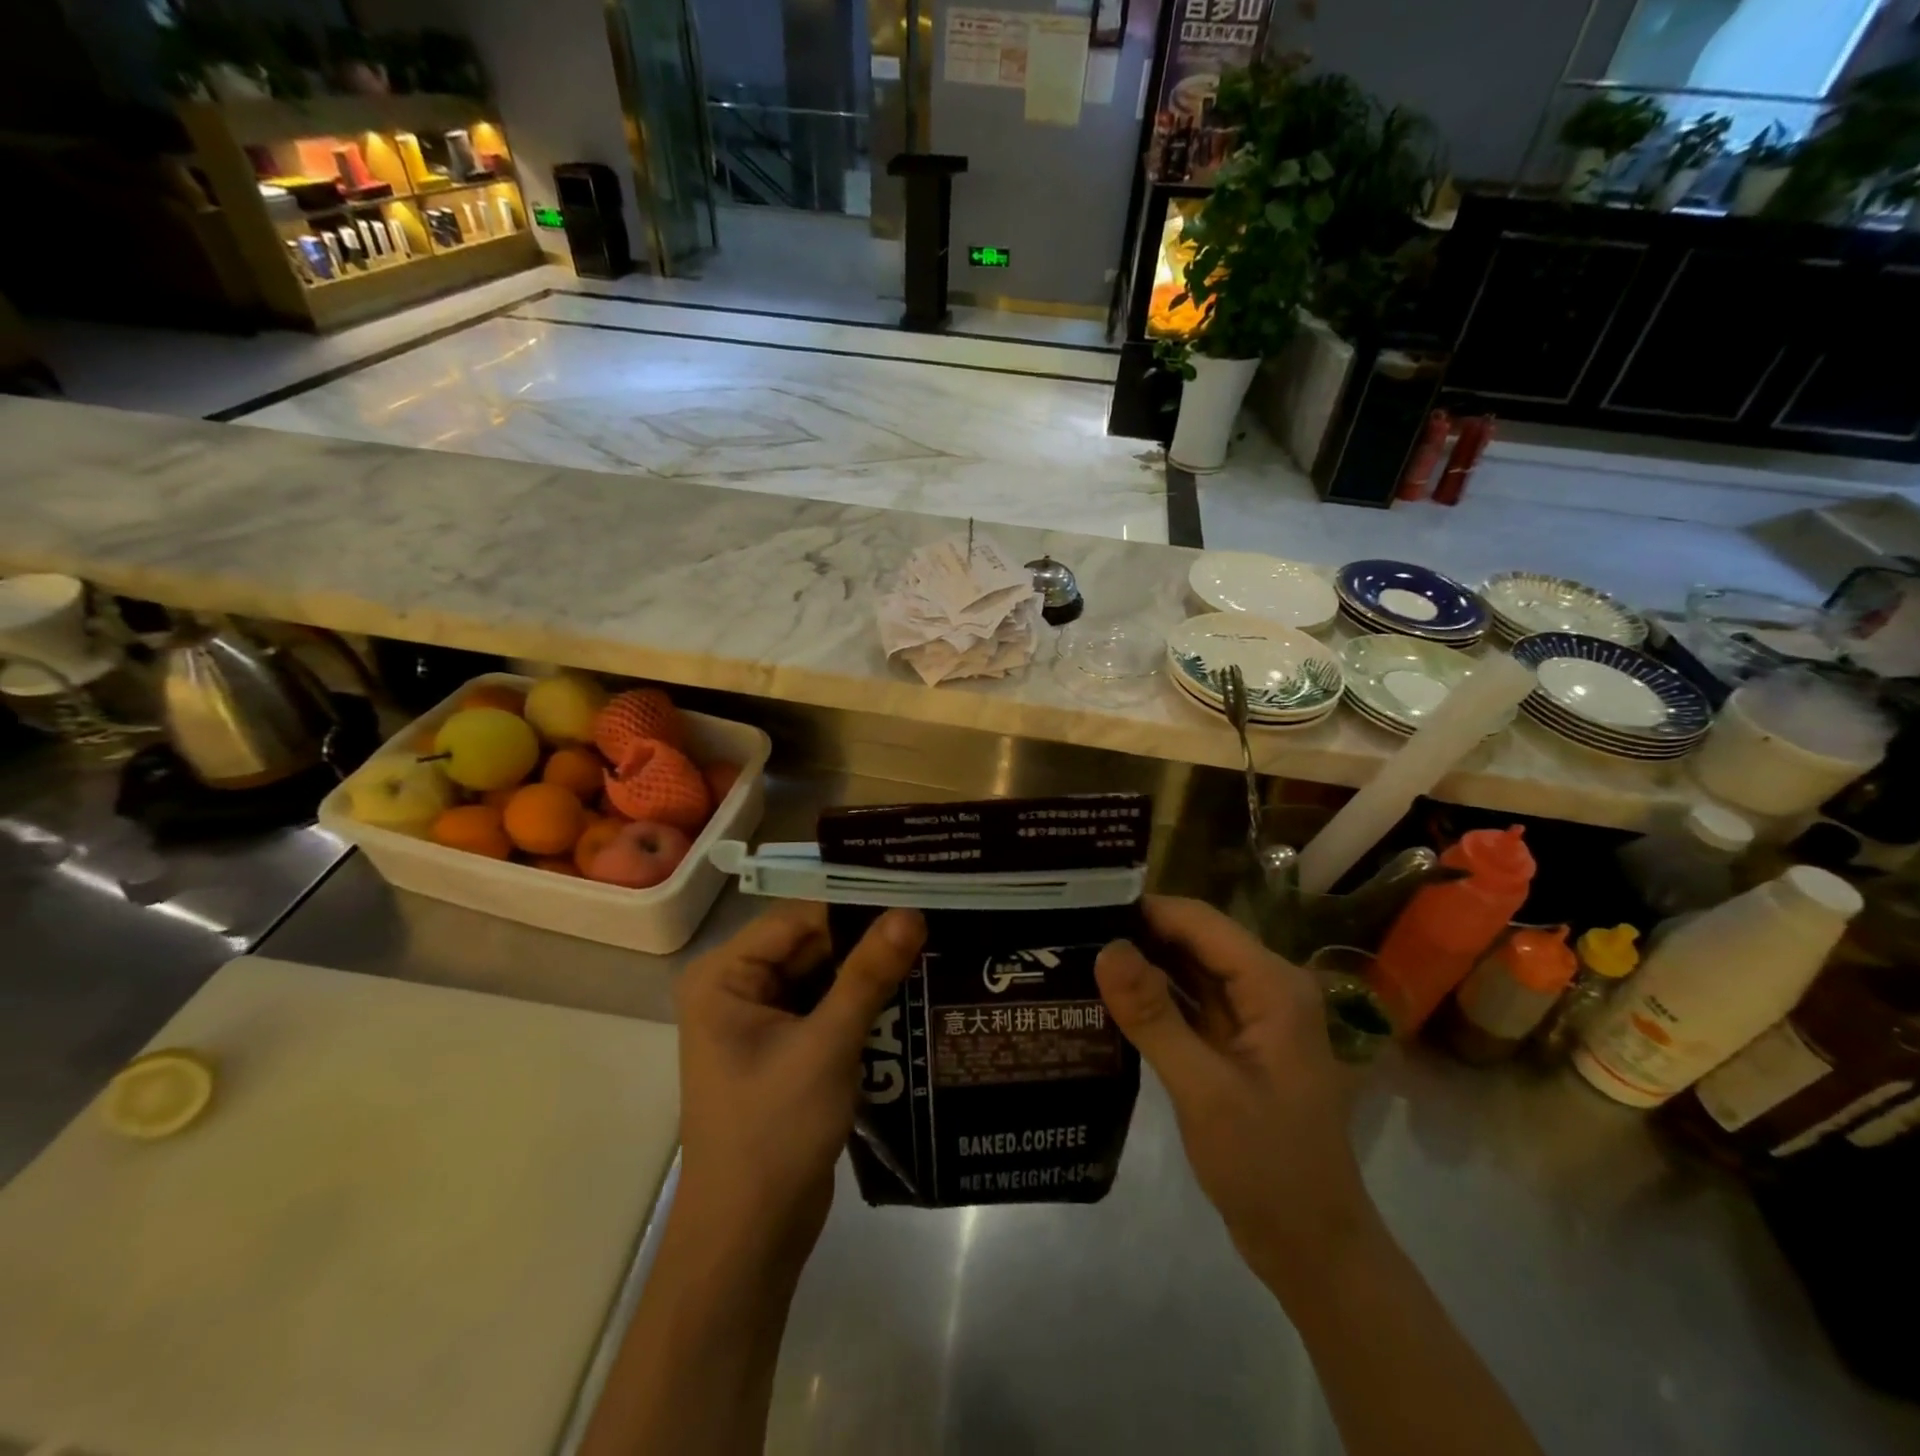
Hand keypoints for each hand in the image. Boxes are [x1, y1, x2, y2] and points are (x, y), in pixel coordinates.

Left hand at [673, 900, 926, 1271]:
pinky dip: (862, 1002)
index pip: (798, 918)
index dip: (855, 906)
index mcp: (725, 976)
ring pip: (824, 975)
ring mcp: (761, 1020)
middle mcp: (737, 987)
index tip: (915, 896)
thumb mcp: (827, 1045)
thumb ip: (868, 975)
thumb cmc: (774, 1133)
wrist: (750, 1239)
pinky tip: (912, 991)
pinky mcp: (785, 1048)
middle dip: (867, 939)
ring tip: (934, 946)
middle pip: (812, 944)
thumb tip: (911, 912)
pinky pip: (827, 1007)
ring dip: (870, 970)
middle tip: (933, 920)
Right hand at [1095, 896, 1380, 1301]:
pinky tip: (1106, 996)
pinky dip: (1152, 997)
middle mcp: (1266, 987)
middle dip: (1137, 933)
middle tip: (1070, 930)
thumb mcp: (1204, 1090)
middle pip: (1194, 939)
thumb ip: (1153, 1016)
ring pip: (1188, 969)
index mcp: (1273, 986)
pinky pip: (1187, 1002)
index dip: (1145, 908)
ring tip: (1077, 952)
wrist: (1312, 1249)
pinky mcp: (1233, 1042)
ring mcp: (1250, 1016)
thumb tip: (1105, 948)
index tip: (1084, 905)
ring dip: (1141, 963)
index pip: (1200, 921)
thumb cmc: (1268, 1167)